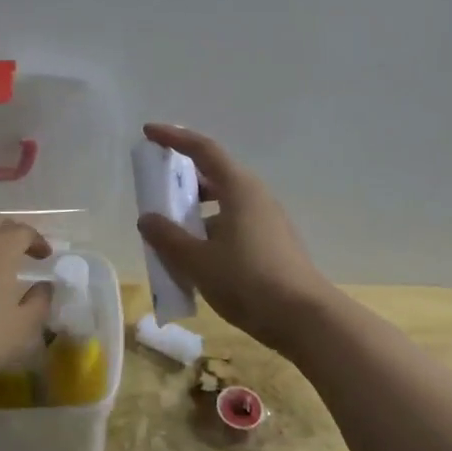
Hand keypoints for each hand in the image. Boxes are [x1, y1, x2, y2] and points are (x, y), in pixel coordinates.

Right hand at [135, 123, 332, 350]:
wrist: (304, 318)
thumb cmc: (248, 281)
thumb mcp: (198, 261)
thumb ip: (168, 237)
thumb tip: (147, 219)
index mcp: (239, 189)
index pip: (203, 150)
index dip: (174, 138)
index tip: (149, 132)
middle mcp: (255, 197)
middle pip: (214, 175)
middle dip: (182, 179)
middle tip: (155, 188)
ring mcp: (267, 221)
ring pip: (223, 204)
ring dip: (195, 211)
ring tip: (169, 230)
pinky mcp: (271, 244)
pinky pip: (233, 225)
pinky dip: (209, 231)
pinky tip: (194, 258)